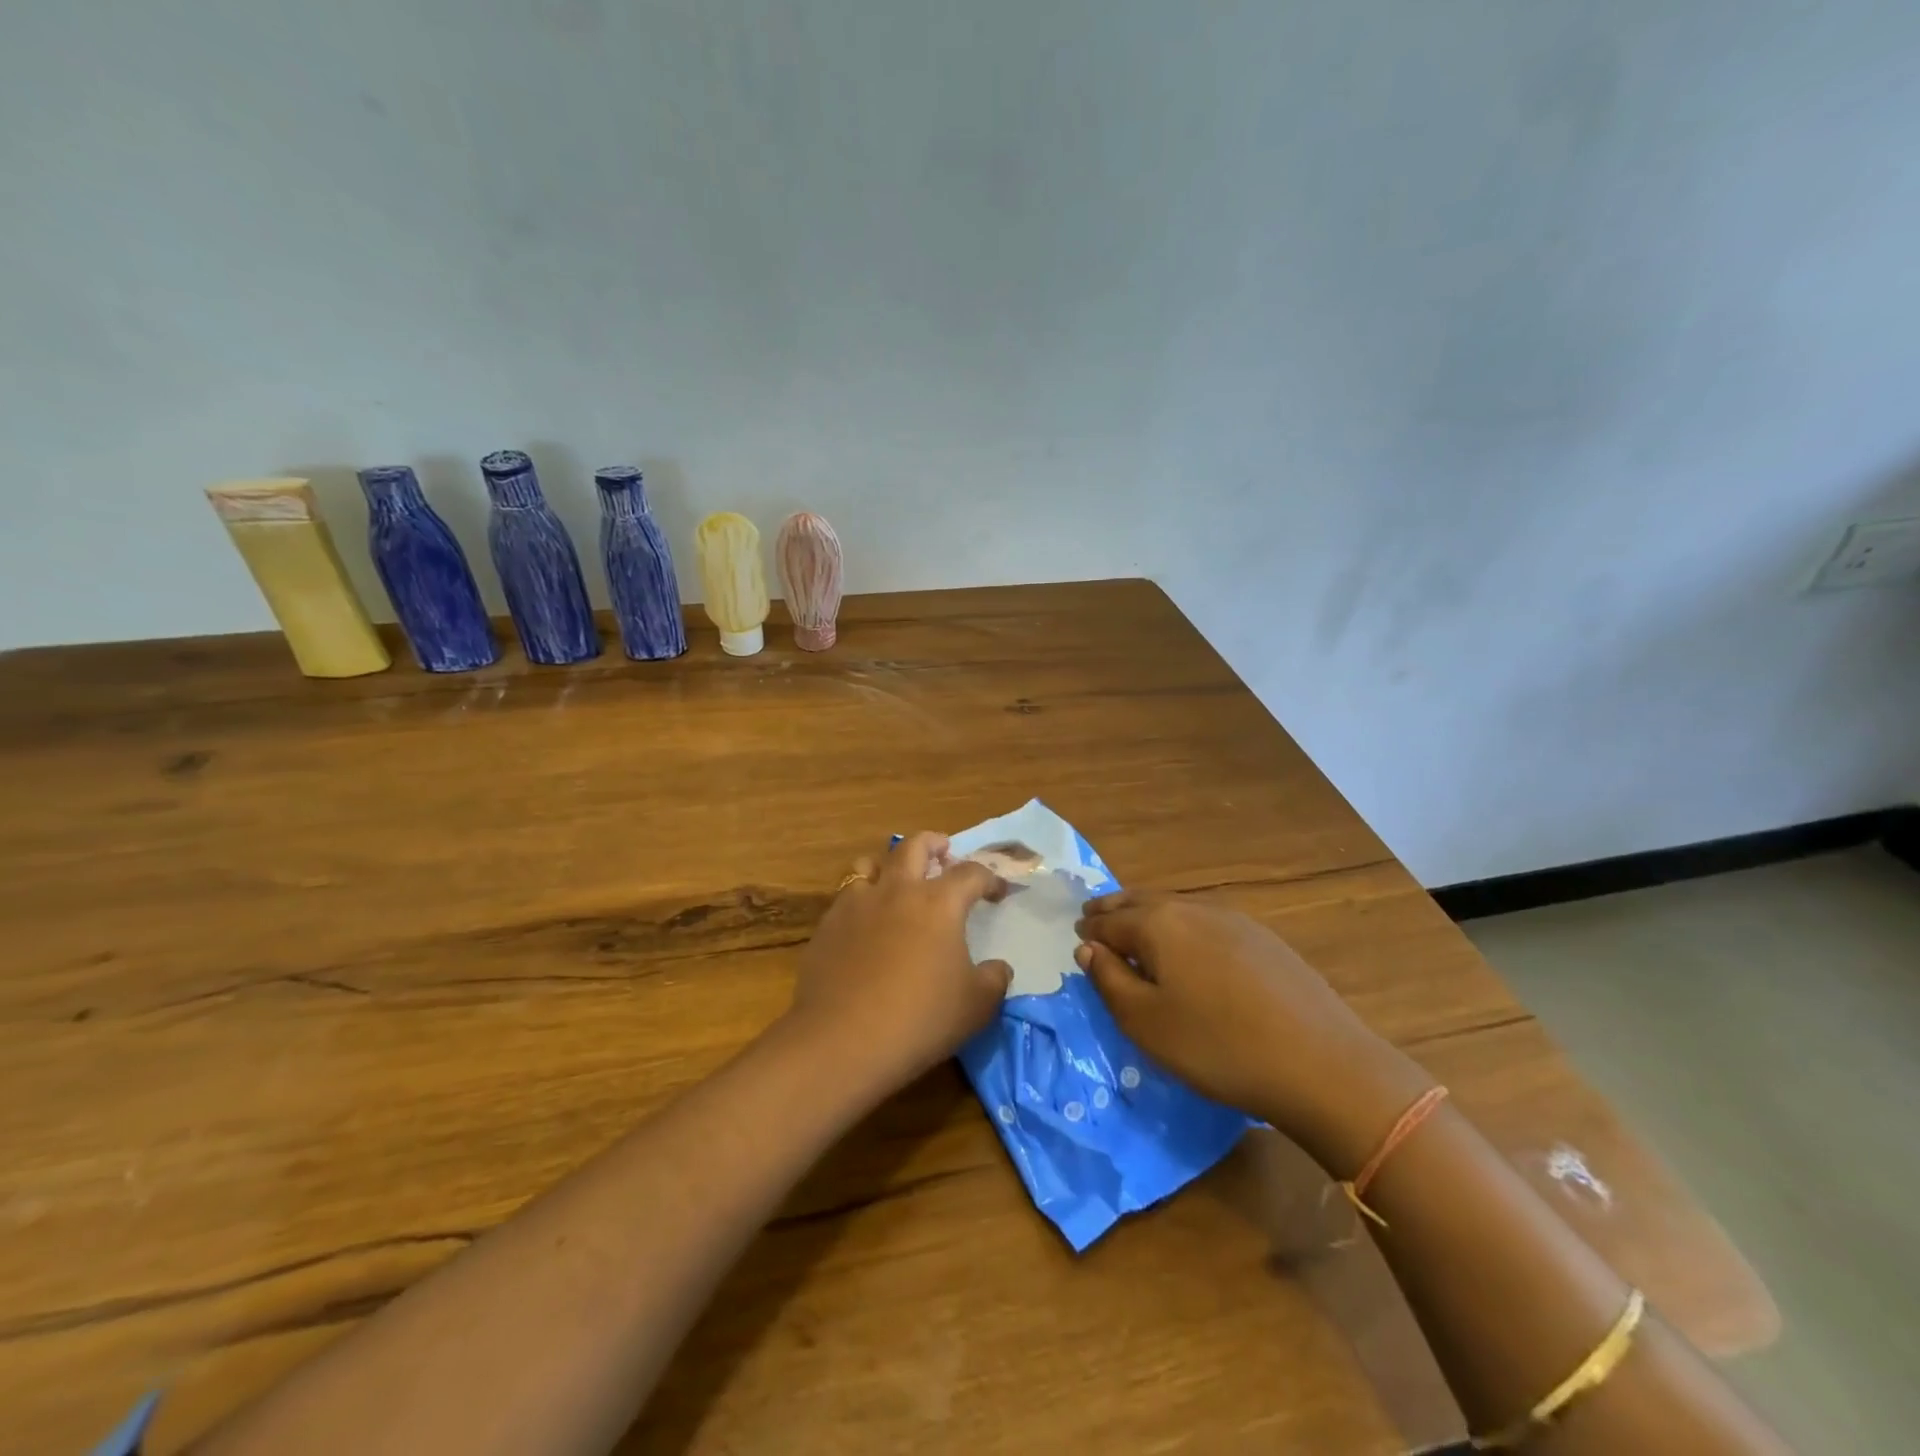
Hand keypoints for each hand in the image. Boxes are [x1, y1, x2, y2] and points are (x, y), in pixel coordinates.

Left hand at [786, 832, 1011, 1091]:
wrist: (843, 1040)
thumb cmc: (920, 1019)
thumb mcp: (976, 1006)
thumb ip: (994, 980)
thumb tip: (998, 968)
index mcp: (939, 902)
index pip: (971, 873)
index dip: (989, 879)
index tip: (997, 892)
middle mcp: (897, 890)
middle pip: (915, 846)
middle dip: (934, 843)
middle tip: (944, 852)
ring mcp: (857, 904)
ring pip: (870, 862)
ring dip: (889, 864)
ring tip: (897, 880)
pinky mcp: (828, 925)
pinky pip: (846, 896)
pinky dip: (862, 898)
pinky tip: (866, 923)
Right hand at [1074, 891, 1430, 1164]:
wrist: (1320, 1063)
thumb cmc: (1217, 1046)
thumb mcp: (1146, 1022)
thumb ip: (1109, 980)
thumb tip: (1088, 948)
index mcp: (1158, 924)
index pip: (1109, 921)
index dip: (1089, 930)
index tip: (1077, 936)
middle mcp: (1192, 908)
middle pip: (1141, 901)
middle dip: (1114, 909)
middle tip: (1095, 918)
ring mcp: (1232, 918)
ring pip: (1174, 907)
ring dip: (1147, 914)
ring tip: (1135, 930)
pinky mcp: (1262, 937)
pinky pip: (1205, 920)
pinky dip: (1181, 925)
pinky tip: (1187, 946)